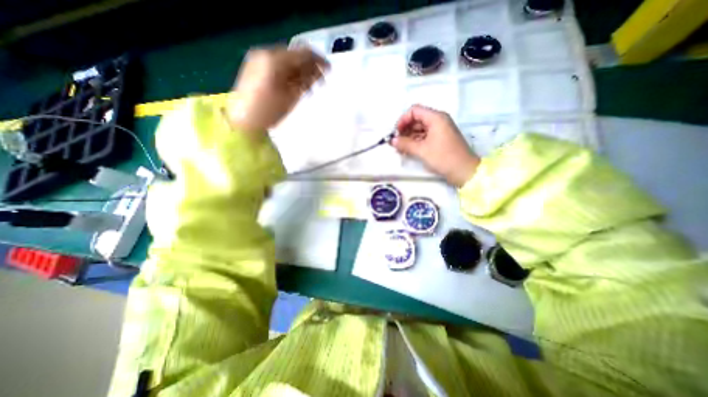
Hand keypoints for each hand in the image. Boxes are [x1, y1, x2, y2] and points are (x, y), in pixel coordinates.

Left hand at [227, 45, 329, 132]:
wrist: (243, 120)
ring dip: (301, 71)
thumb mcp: (290, 97)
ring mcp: (259, 59)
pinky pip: (279, 65)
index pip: (302, 53)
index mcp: (274, 59)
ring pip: (287, 60)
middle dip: (310, 67)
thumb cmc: (268, 111)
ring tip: (310, 87)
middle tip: (320, 82)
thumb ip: (304, 81)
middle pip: (295, 55)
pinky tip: (296, 86)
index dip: (318, 60)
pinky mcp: (255, 67)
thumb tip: (317, 71)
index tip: (329, 70)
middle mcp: (266, 54)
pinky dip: (290, 73)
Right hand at [389, 104, 478, 186]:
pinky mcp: (440, 139)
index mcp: (436, 118)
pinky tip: (408, 150)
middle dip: (405, 129)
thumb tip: (392, 141)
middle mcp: (438, 120)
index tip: (396, 133)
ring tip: (400, 148)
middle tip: (396, 142)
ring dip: (409, 137)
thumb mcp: (422, 150)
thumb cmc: (444, 157)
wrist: (464, 171)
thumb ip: (405, 144)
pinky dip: (415, 141)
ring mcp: (440, 130)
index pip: (414, 110)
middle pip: (417, 119)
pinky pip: (424, 136)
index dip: (403, 120)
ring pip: (420, 128)